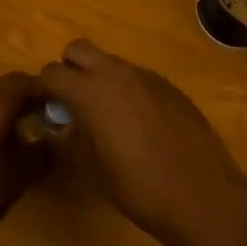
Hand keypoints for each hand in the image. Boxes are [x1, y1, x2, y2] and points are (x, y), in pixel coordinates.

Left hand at [0, 72, 48, 245]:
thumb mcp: (20, 174)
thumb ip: (42, 151)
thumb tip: (55, 138)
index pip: (28, 81)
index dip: (48, 92)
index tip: (64, 109)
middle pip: (10, 85)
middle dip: (30, 98)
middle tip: (50, 119)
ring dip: (12, 107)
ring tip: (30, 132)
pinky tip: (4, 143)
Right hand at [39, 40, 246, 245]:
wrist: (204, 196)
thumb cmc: (140, 189)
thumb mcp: (92, 170)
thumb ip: (70, 139)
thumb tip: (58, 125)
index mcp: (91, 92)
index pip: (51, 73)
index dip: (43, 89)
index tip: (45, 109)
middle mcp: (116, 73)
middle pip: (78, 49)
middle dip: (69, 69)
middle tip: (72, 102)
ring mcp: (146, 76)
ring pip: (110, 61)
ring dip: (99, 77)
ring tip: (107, 115)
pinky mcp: (169, 85)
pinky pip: (137, 76)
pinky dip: (127, 89)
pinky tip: (139, 123)